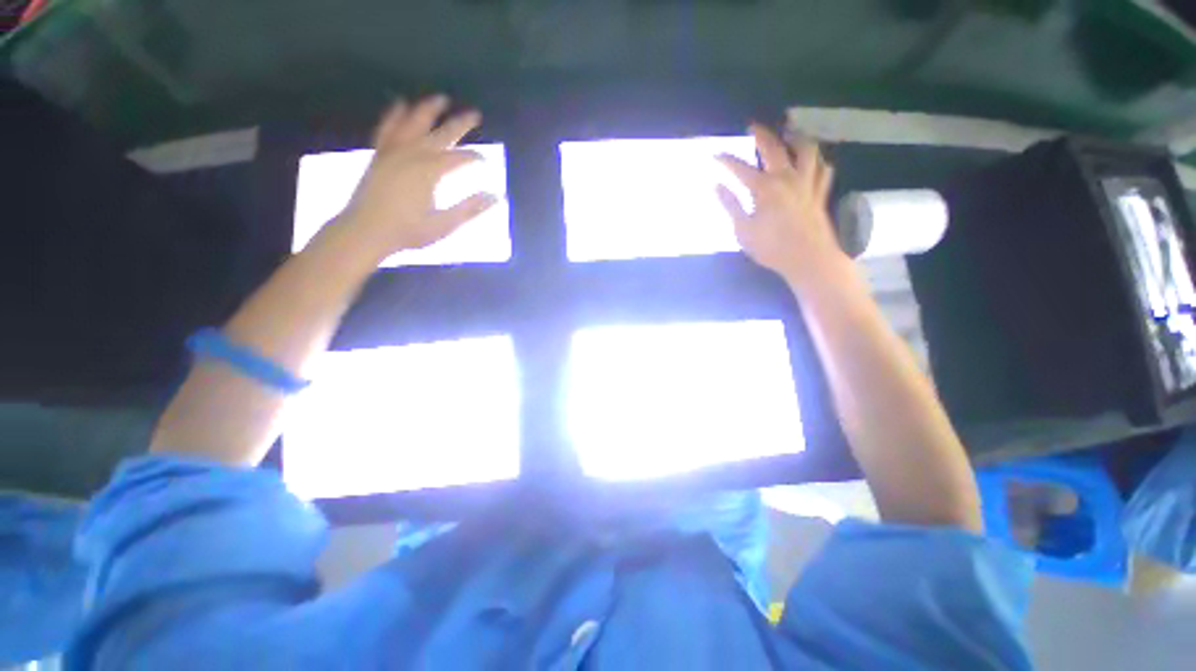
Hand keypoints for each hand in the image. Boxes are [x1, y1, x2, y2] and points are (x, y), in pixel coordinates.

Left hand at [336, 95, 498, 256]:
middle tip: (475, 114)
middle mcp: (413, 154)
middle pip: (441, 133)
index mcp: (430, 171)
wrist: (365, 231)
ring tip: (440, 98)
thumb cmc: (408, 231)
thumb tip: (496, 196)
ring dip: (428, 109)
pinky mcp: (380, 154)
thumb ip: (470, 209)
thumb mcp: (445, 224)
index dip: (475, 158)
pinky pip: (387, 127)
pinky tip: (400, 104)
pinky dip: (394, 114)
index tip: (486, 161)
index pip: (460, 158)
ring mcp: (393, 151)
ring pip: (413, 122)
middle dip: (460, 123)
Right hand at [715, 124, 843, 284]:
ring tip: (789, 132)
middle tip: (753, 126)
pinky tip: (814, 160)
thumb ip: (730, 206)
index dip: (726, 160)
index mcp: (765, 188)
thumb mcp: (743, 230)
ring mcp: (808, 183)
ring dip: (797, 138)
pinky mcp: (820, 193)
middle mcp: (788, 178)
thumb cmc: (771, 248)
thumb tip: (716, 186)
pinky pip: (824, 170)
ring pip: (807, 151)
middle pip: (775, 148)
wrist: (809, 259)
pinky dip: (818, 161)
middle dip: (762, 134)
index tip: (715, 154)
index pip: (741, 168)